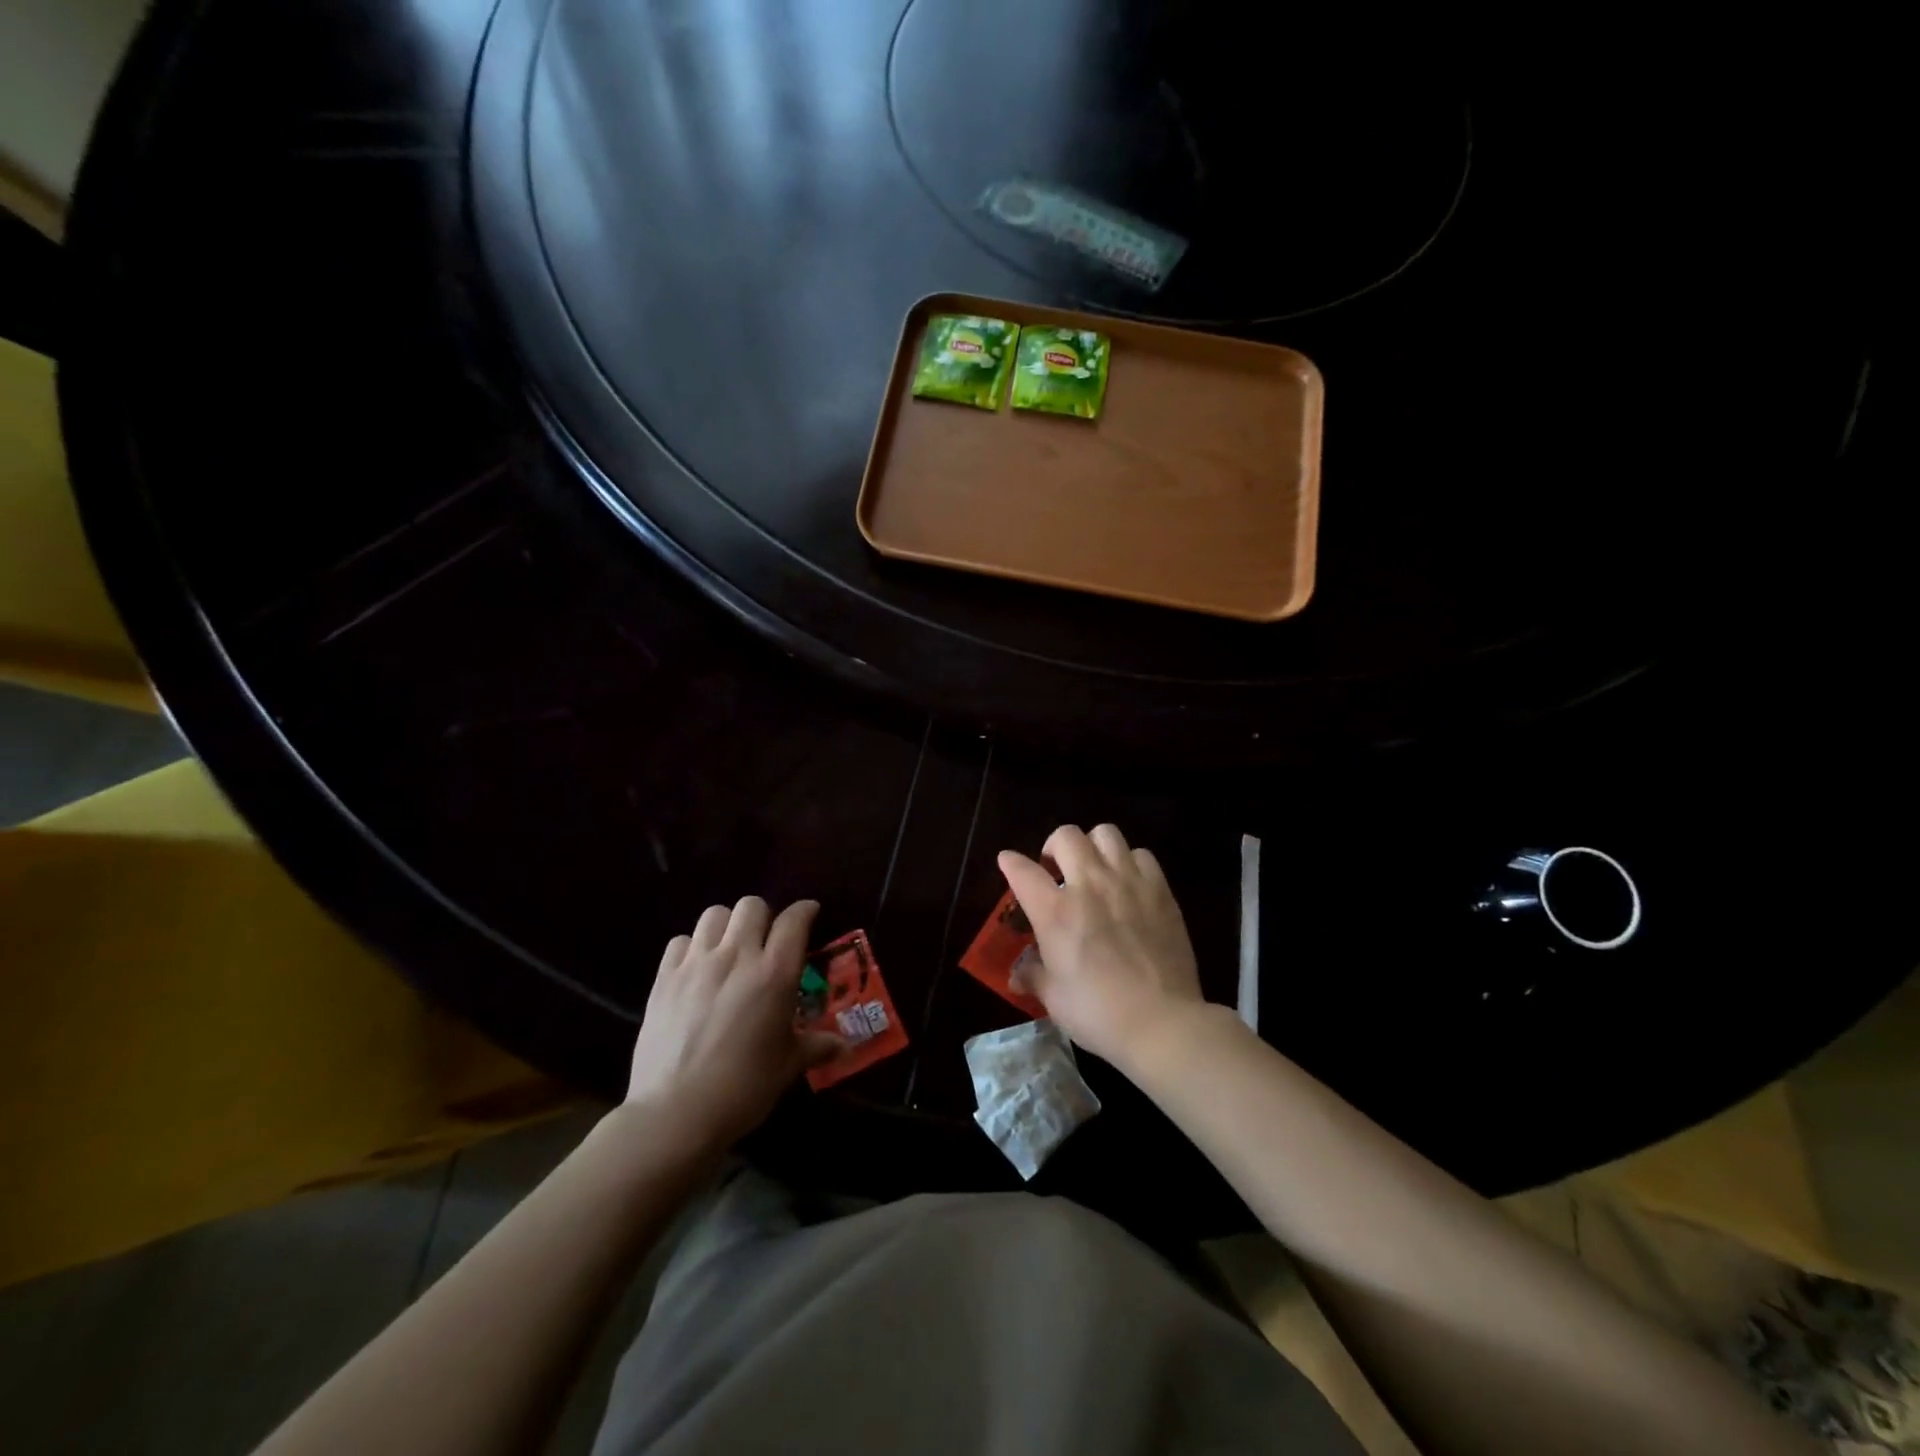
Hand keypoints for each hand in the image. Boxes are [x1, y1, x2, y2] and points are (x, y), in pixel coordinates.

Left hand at [625, 897, 843, 1151]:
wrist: (675, 1114)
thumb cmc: (743, 1089)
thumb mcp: (788, 1066)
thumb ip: (816, 1046)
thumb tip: (845, 1047)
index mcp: (774, 973)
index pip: (794, 920)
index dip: (805, 911)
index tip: (810, 914)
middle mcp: (737, 956)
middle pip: (752, 906)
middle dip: (764, 917)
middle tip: (766, 941)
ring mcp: (696, 964)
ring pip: (714, 914)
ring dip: (727, 925)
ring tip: (730, 949)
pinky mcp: (664, 977)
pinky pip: (680, 941)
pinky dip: (693, 947)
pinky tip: (697, 969)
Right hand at [997, 824, 1204, 1069]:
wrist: (1162, 1022)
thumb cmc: (1098, 1014)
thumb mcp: (1054, 998)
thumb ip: (1034, 976)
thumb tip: (1018, 975)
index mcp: (1055, 912)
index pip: (1022, 870)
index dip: (1010, 862)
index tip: (1008, 862)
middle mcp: (1089, 885)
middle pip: (1065, 836)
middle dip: (1054, 847)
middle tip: (1056, 870)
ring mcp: (1128, 883)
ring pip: (1105, 833)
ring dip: (1093, 846)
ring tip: (1094, 869)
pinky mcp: (1160, 890)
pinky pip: (1142, 854)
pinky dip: (1130, 862)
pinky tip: (1129, 883)